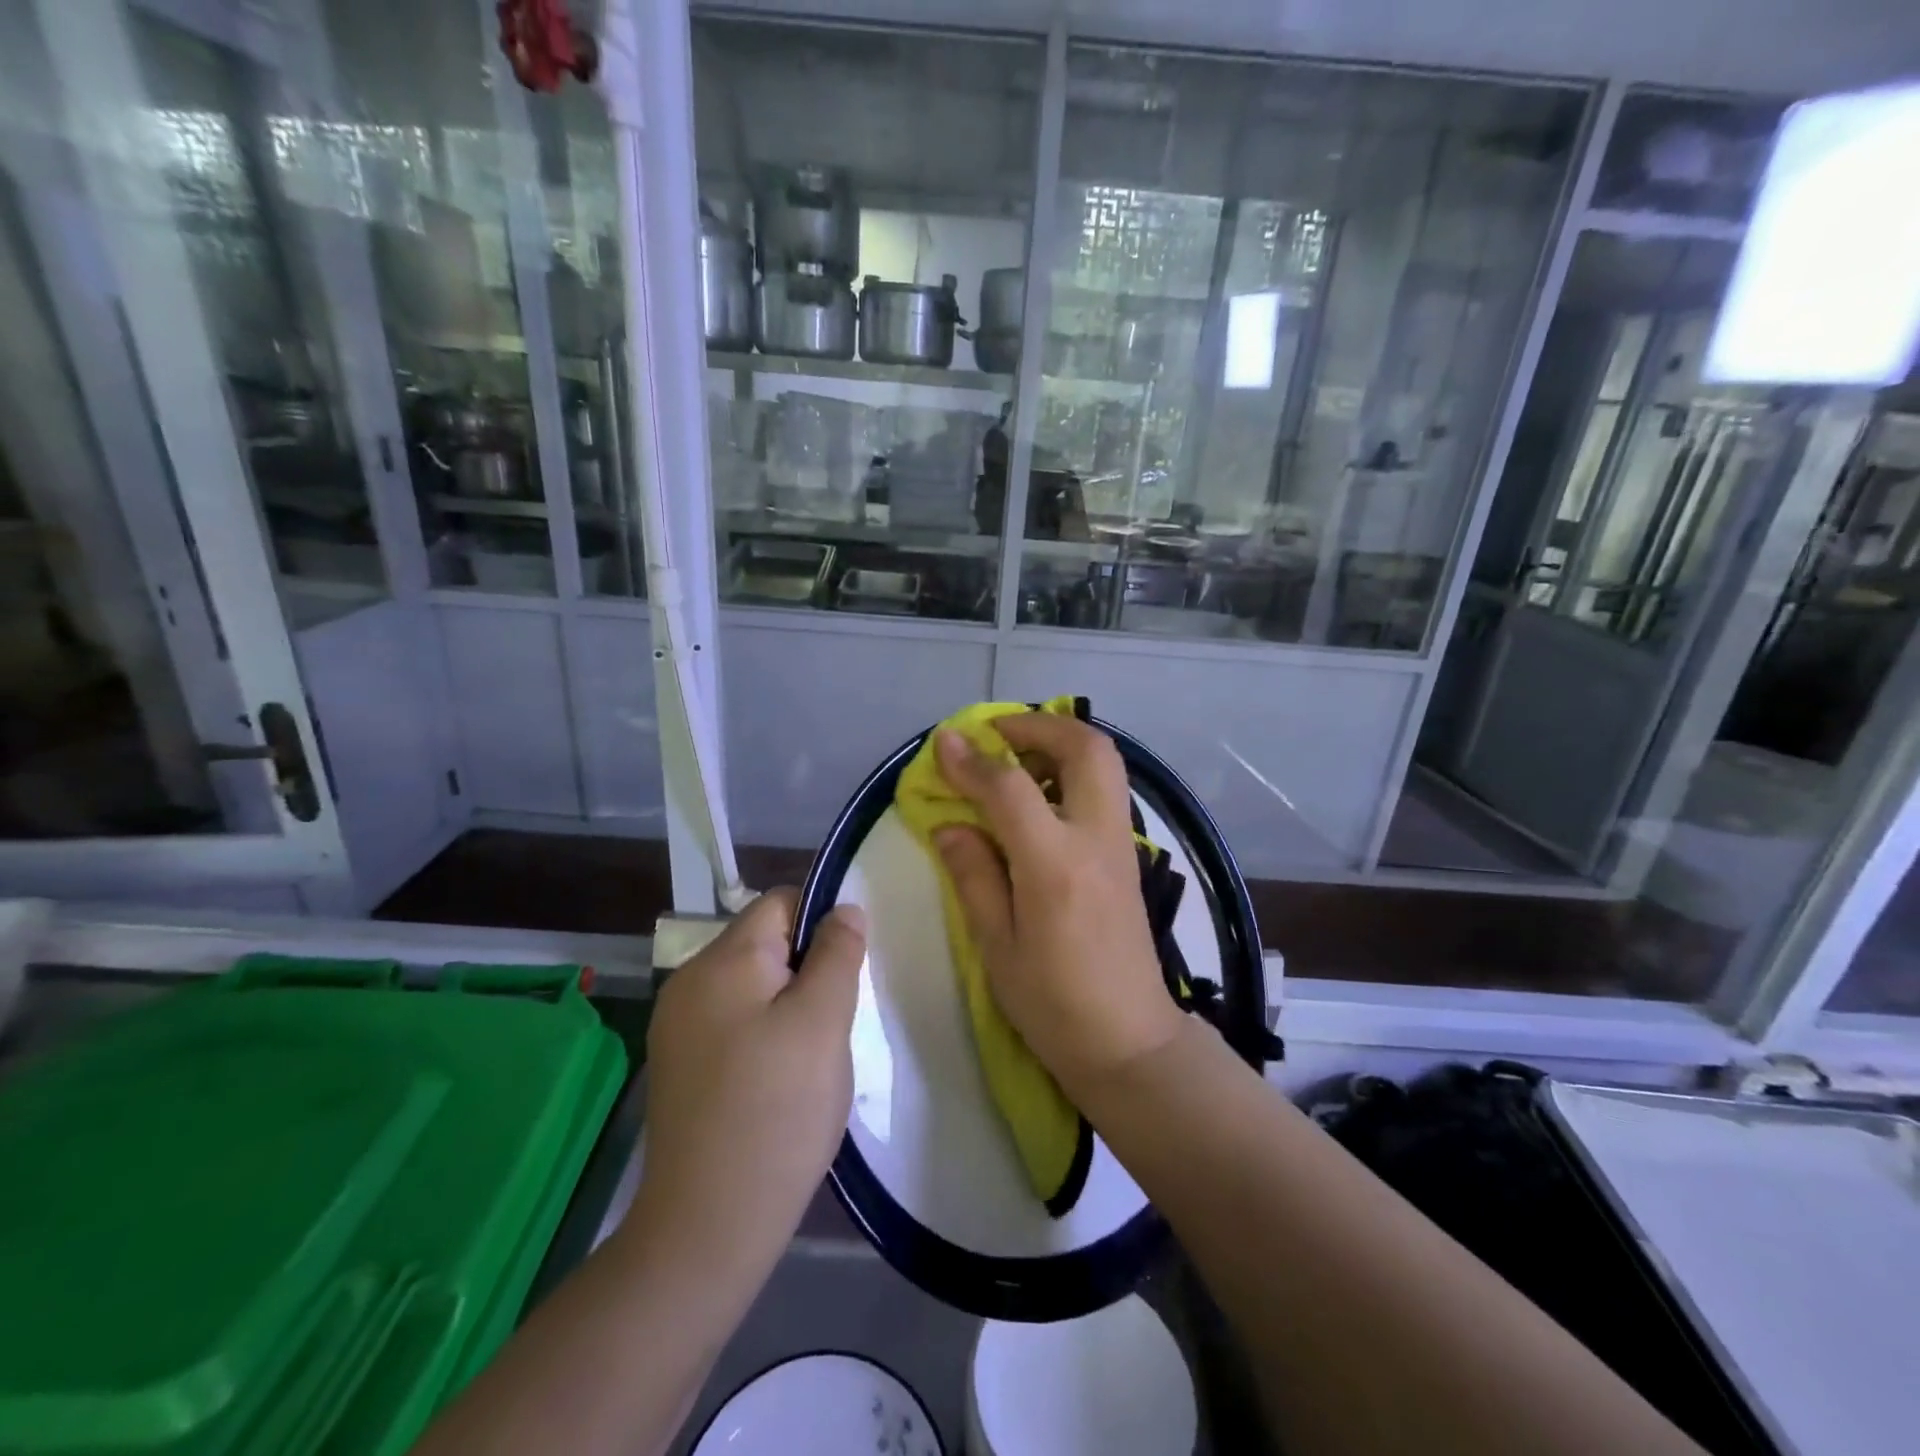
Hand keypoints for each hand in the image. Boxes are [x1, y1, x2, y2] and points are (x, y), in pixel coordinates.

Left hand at [631, 889, 865, 1274]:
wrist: (707, 1228)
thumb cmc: (775, 1111)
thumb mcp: (821, 1023)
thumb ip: (836, 954)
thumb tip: (844, 908)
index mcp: (721, 961)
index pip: (780, 903)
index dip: (822, 923)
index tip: (849, 970)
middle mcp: (690, 982)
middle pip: (765, 944)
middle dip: (808, 968)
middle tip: (835, 1021)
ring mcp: (679, 1027)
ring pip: (754, 986)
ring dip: (791, 1004)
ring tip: (813, 1054)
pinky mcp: (682, 1065)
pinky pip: (735, 1022)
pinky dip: (766, 1033)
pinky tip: (782, 1078)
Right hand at [932, 713, 1185, 1100]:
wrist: (1129, 1042)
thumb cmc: (1053, 1004)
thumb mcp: (997, 947)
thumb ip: (973, 875)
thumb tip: (949, 823)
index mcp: (1055, 866)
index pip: (1011, 787)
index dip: (973, 759)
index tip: (944, 742)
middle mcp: (1096, 840)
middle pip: (1084, 748)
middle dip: (1038, 724)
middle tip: (996, 734)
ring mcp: (1120, 845)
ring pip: (1104, 762)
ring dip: (1060, 742)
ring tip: (1015, 758)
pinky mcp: (1128, 856)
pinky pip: (1106, 789)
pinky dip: (1074, 770)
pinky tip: (1040, 796)